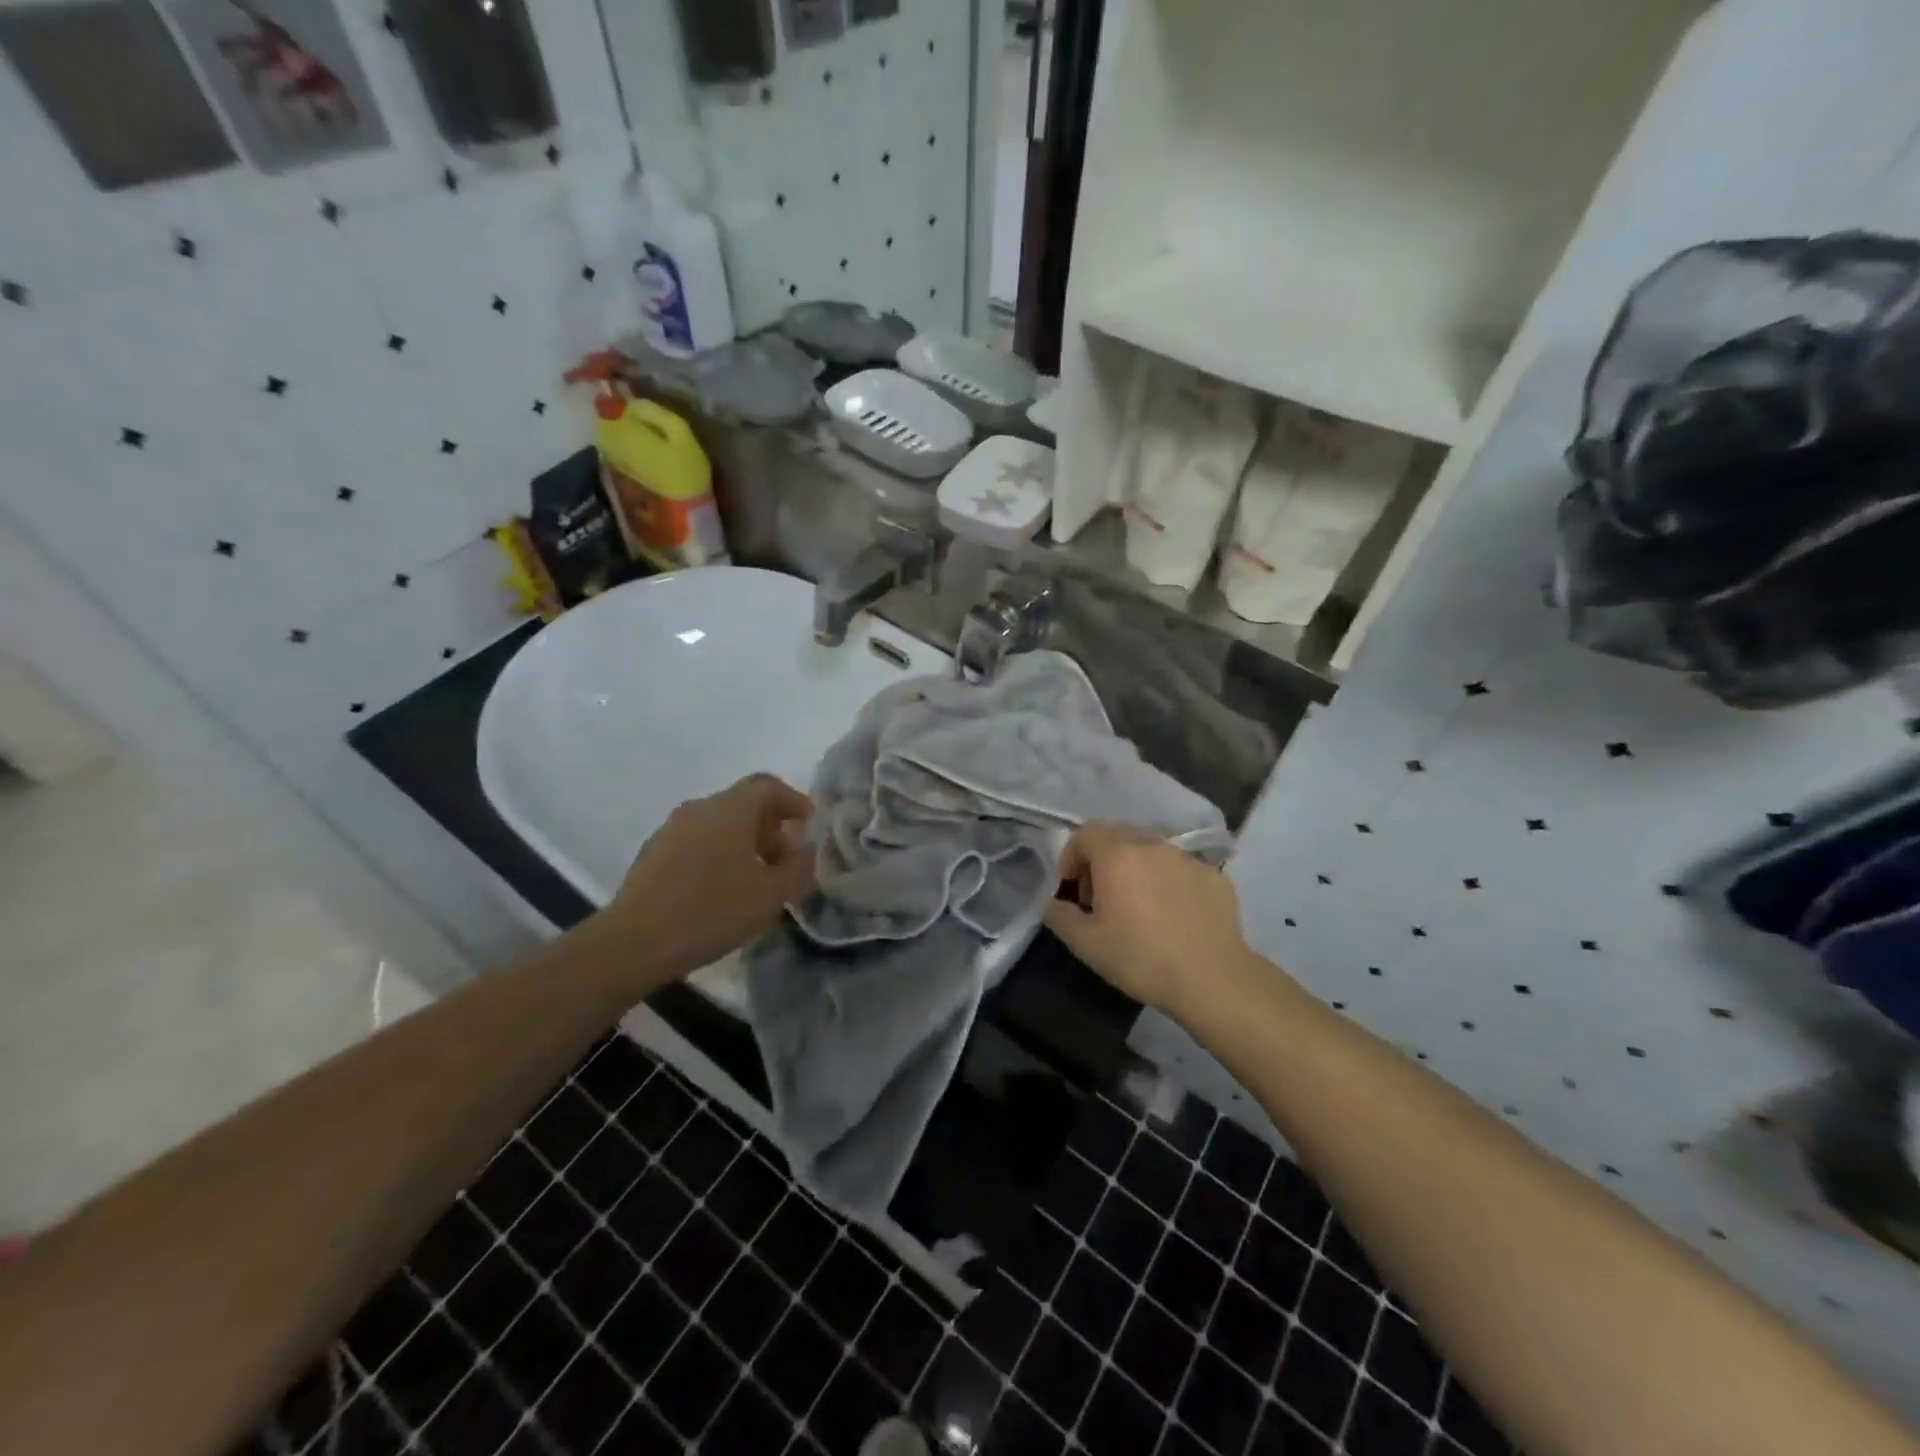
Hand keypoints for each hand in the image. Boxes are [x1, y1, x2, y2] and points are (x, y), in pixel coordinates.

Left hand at [599, 774, 815, 979]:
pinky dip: (719, 855)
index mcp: (731, 808)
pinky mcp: (653, 853)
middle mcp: (700, 808)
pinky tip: (722, 890)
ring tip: (756, 880)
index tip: (809, 827)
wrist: (634, 942)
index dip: (794, 801)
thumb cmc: (712, 911)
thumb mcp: (772, 895)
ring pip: (719, 824)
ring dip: (744, 843)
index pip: (768, 785)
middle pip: (744, 804)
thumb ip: (799, 868)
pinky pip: (698, 842)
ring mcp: (672, 829)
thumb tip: (808, 850)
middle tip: (786, 862)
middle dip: (771, 828)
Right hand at [1044, 822, 1250, 1014]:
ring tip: (1137, 902)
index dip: (1071, 856)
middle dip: (1101, 858)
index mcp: (1117, 854)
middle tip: (1100, 895)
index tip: (1071, 888)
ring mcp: (1187, 857)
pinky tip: (1171, 912)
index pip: (1085, 833)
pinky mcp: (1214, 874)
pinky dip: (1166, 878)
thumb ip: (1059, 916)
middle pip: (1118, 834)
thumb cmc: (1141, 958)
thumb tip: (1051, 903)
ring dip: (1135, 865)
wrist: (1212, 979)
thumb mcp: (1086, 944)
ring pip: (1151, 847)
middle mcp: (1152, 844)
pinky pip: (1180, 866)